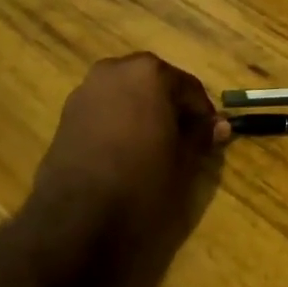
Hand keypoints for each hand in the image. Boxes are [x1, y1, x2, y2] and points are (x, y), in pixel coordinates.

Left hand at [30, 53, 227, 265]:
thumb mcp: (183, 161)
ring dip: (143, 113)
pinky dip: (119, 122)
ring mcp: (86, 89)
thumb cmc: (141, 181)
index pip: (188, 87)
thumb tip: (220, 125)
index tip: (212, 137)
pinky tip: (125, 152)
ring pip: (127, 95)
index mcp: (149, 73)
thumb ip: (201, 136)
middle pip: (155, 84)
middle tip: (184, 140)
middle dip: (171, 108)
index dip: (203, 114)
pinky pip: (104, 110)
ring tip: (154, 147)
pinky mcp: (66, 114)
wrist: (76, 216)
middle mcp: (115, 70)